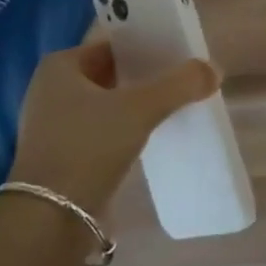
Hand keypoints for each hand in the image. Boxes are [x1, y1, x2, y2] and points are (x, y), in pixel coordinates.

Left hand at [10, 42, 219, 212]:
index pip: (113, 45)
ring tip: (173, 105)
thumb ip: (180, 84)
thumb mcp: (140, 108)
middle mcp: (50, 90)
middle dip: (144, 77)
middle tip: (181, 80)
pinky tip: (151, 135)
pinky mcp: (62, 155)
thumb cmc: (88, 147)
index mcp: (60, 67)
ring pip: (107, 103)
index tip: (178, 55)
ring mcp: (53, 125)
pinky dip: (125, 129)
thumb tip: (214, 69)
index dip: (146, 48)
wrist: (50, 220)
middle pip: (111, 73)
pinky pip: (102, 130)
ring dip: (136, 104)